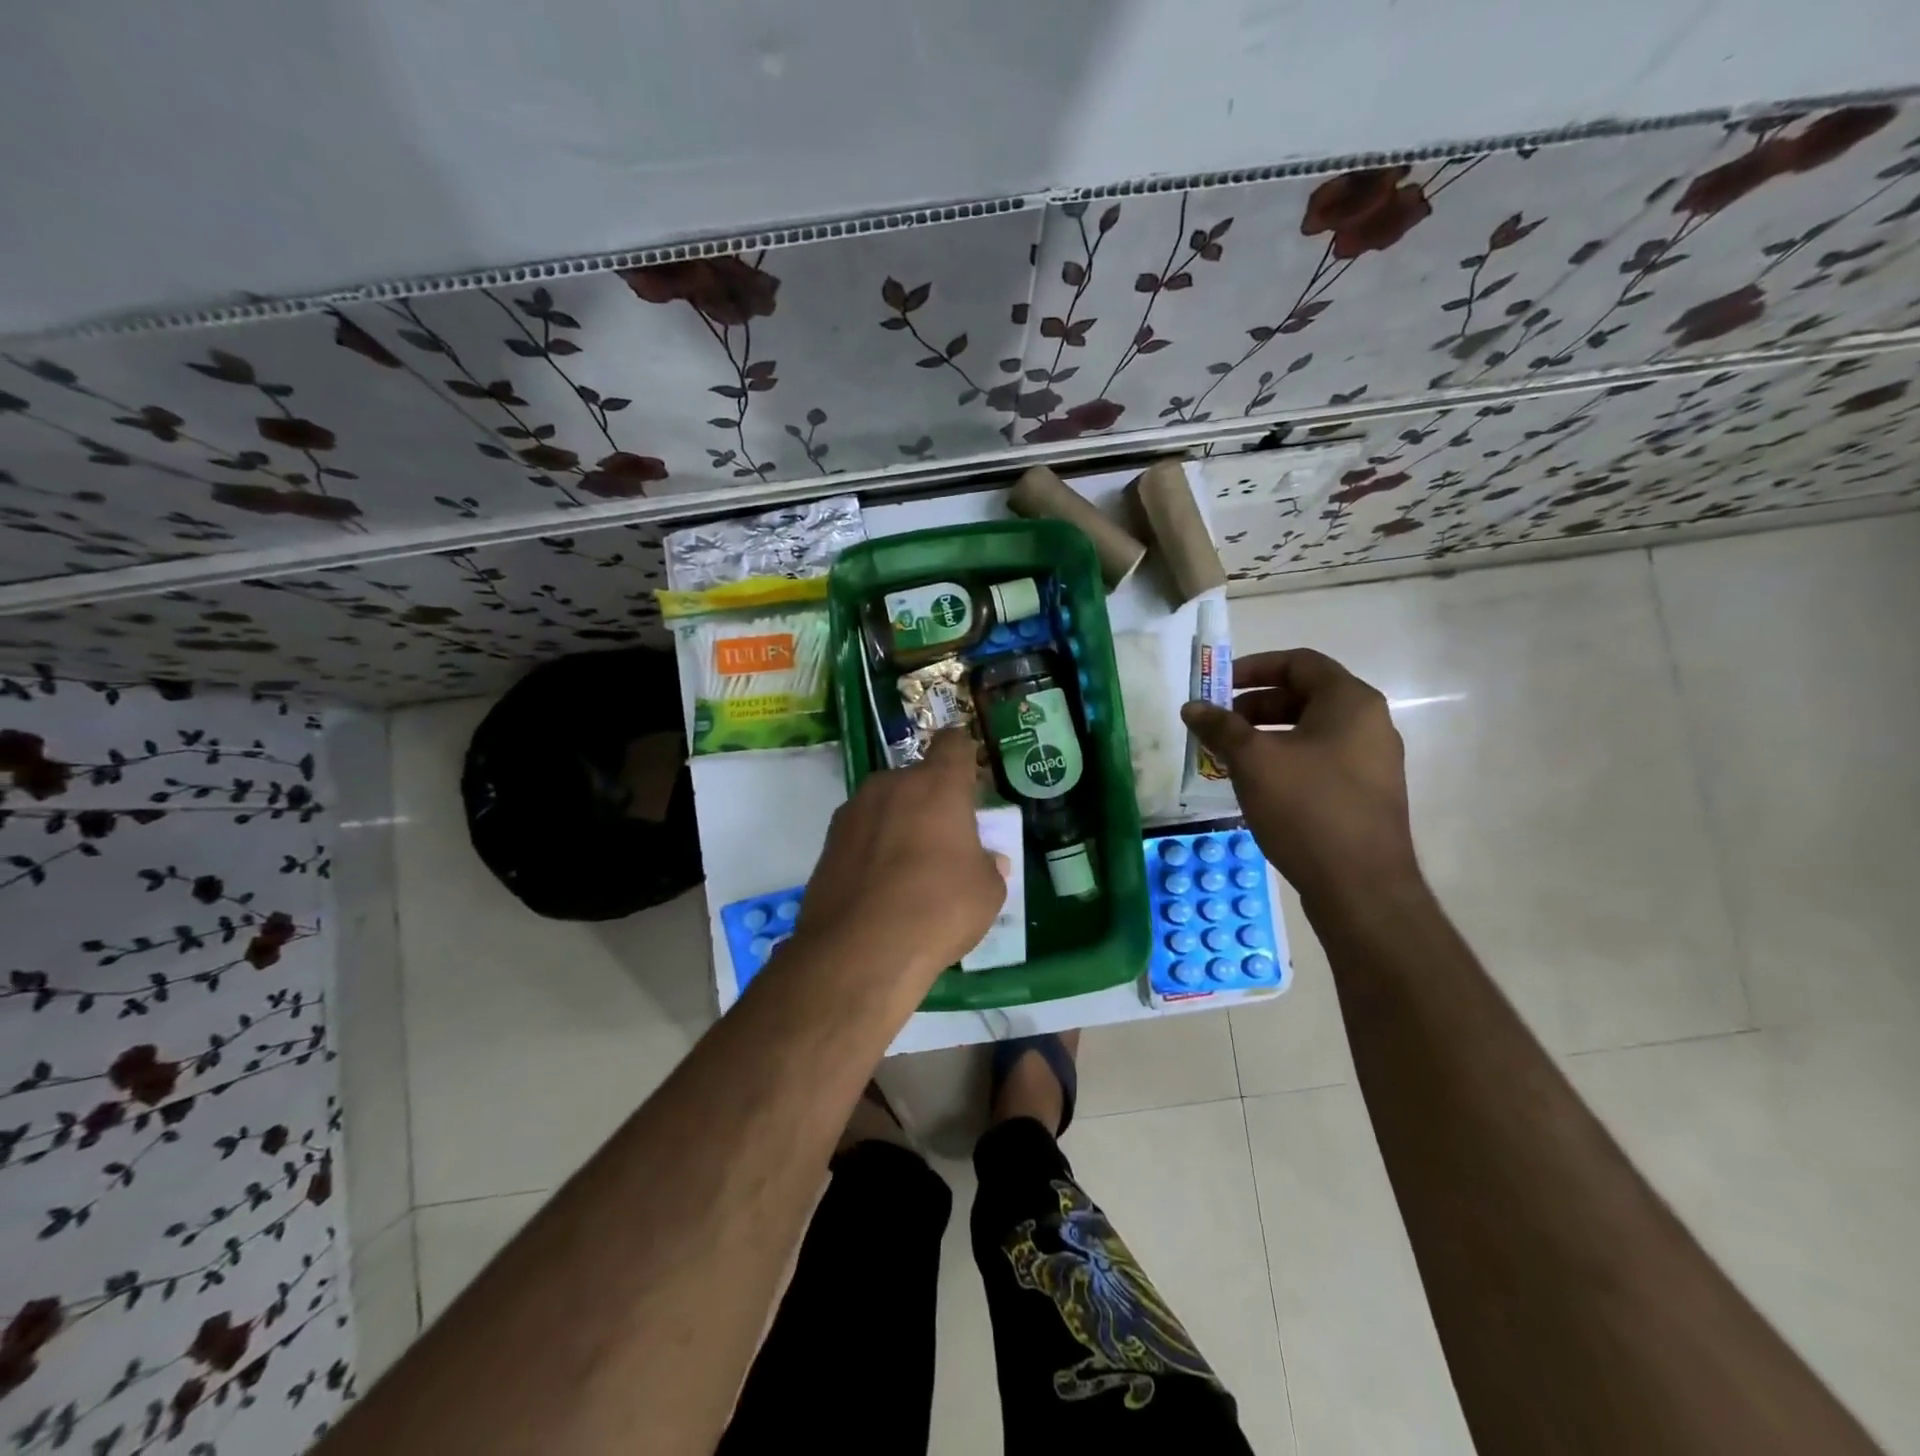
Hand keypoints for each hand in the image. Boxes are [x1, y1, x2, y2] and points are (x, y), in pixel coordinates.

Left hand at [793, 730, 1007, 984]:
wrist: (859, 952)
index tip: (969, 771)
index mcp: (937, 785)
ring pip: (886, 805)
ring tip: (909, 869)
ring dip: (899, 823)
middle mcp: (891, 785)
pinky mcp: (828, 842)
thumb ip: (989, 866)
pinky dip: (873, 849)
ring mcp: (853, 811)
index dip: (963, 752)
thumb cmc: (938, 910)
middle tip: (944, 840)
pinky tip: (880, 887)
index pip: (953, 744)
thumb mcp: (986, 893)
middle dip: (931, 800)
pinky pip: (862, 833)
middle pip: (917, 779)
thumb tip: (989, 861)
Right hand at [1182, 649, 1419, 904]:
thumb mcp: (1253, 761)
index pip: (1299, 662)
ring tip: (1229, 757)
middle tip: (1218, 724)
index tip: (1218, 686)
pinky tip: (1257, 785)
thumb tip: (1192, 707)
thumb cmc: (1307, 808)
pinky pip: (1320, 760)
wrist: (1361, 887)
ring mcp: (1372, 761)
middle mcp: (1370, 724)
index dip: (1254, 667)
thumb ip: (1221, 727)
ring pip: (1310, 732)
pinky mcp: (1366, 794)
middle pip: (1305, 696)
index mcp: (1350, 702)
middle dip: (1254, 706)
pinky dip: (1285, 760)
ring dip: (1266, 736)